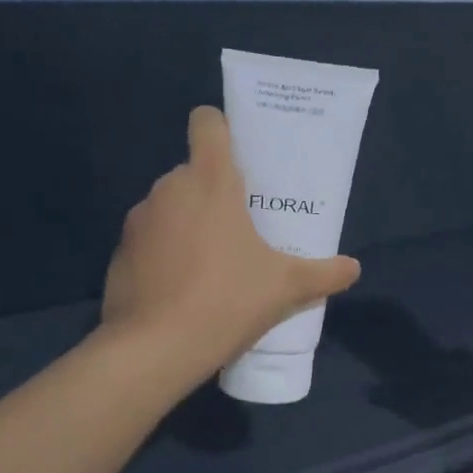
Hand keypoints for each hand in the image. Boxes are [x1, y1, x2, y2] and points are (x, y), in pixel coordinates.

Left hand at [103, 106, 360, 376]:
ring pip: (171, 207)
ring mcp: (138, 220)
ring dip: (190, 223)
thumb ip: (324, 273)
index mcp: (210, 180)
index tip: (240, 156)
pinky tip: (183, 289)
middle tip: (243, 225)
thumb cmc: (227, 299)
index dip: (221, 128)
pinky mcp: (119, 253)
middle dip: (216, 191)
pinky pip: (150, 240)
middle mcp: (169, 189)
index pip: (207, 123)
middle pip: (194, 171)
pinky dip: (165, 254)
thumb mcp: (286, 288)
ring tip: (214, 263)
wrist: (154, 349)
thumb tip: (353, 268)